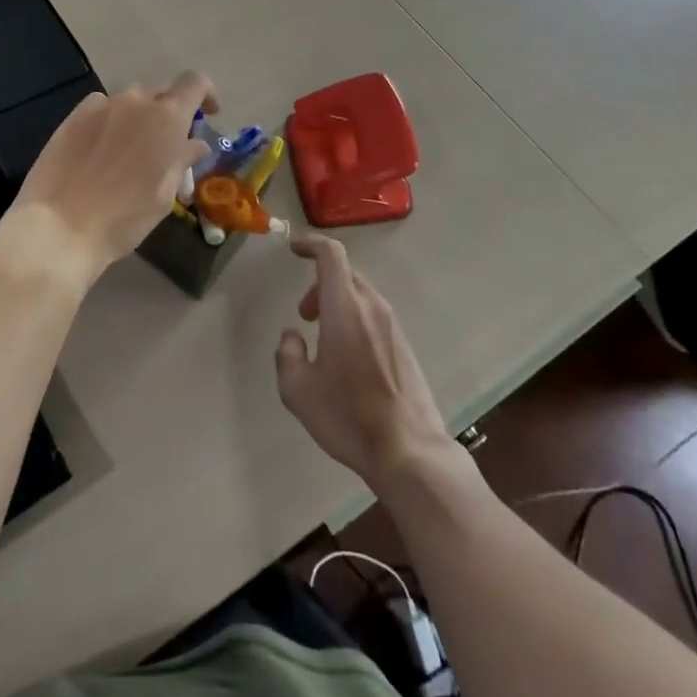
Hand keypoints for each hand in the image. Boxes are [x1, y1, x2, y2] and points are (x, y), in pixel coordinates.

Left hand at [0, 71, 216, 290]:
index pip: (195, 82)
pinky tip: (103, 148)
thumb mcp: (163, 195)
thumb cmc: (123, 218)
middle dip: (171, 111)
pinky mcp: (73, 115)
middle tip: (168, 144)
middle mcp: (135, 101)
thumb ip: (181, 160)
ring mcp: (101, 105)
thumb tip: (195, 144)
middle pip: (162, 91)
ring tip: (133, 150)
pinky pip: (102, 106)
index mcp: (166, 118)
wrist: (59, 227)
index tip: (207, 115)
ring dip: (140, 116)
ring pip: (131, 100)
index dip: (206, 94)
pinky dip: (111, 119)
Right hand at [275, 234, 452, 488]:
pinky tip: (348, 360)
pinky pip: (374, 316)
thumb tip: (293, 337)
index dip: (310, 244)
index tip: (294, 249)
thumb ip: (287, 353)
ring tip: (324, 341)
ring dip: (338, 304)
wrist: (409, 452)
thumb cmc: (348, 416)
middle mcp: (371, 307)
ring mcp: (392, 326)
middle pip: (345, 274)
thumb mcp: (297, 389)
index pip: (331, 254)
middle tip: (305, 314)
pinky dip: (355, 320)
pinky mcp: (404, 346)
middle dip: (319, 285)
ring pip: (360, 296)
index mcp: (345, 307)